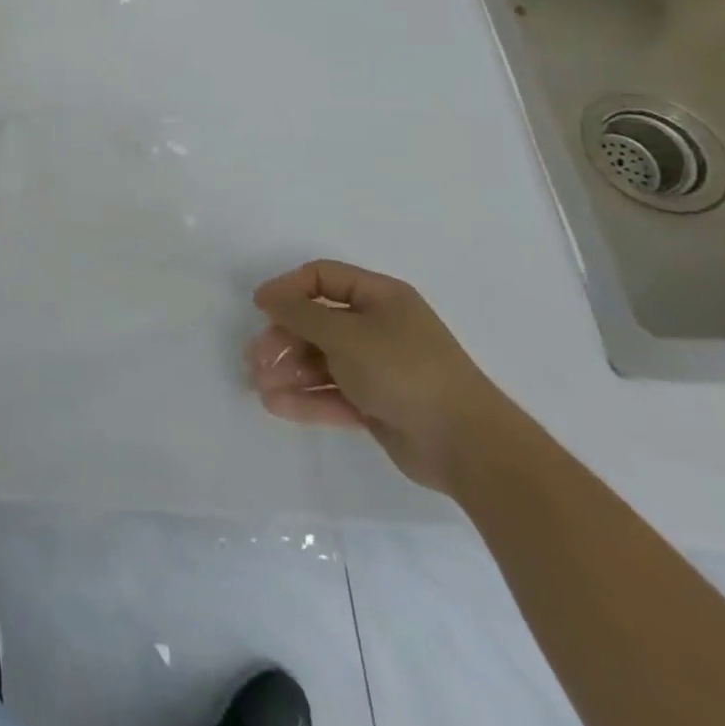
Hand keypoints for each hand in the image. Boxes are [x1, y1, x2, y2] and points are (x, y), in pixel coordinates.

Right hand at [247, 260, 518, 492]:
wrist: (469, 447)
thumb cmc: (404, 371)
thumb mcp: (345, 334)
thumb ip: (300, 313)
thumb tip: (268, 297)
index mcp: (380, 297)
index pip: (323, 278)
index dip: (288, 288)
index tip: (260, 307)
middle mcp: (379, 328)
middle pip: (317, 322)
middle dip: (283, 338)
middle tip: (255, 357)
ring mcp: (379, 368)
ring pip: (322, 361)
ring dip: (289, 371)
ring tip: (258, 385)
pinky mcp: (378, 405)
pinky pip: (333, 394)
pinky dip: (306, 398)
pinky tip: (276, 405)